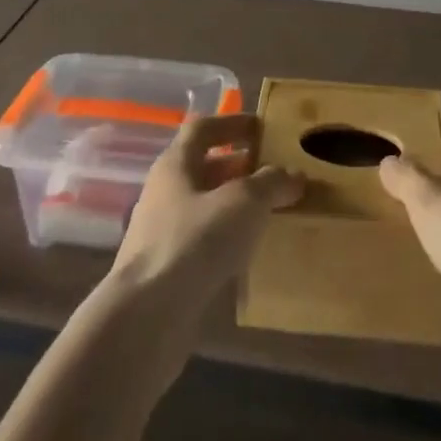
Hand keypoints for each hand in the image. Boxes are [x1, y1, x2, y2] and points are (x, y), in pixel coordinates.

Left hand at [110, 113, 301, 310]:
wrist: (147, 317)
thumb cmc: (194, 241)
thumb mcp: (244, 202)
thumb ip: (271, 183)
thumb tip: (293, 174)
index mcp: (175, 164)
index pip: (202, 128)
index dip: (232, 123)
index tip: (262, 127)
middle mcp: (164, 192)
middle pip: (203, 167)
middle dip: (239, 166)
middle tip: (274, 172)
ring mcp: (162, 233)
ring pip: (204, 206)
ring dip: (234, 205)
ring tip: (270, 212)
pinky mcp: (167, 270)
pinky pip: (202, 241)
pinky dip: (227, 239)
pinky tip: (250, 252)